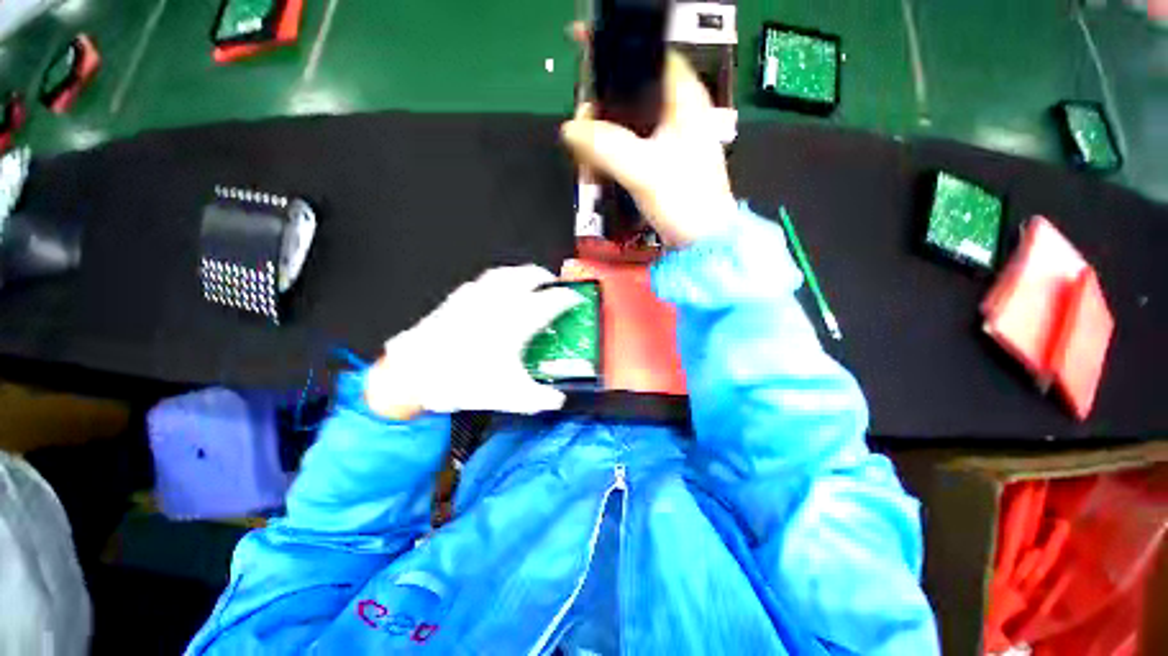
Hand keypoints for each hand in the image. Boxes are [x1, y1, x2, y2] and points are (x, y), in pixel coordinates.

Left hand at [365, 265, 584, 418]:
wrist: (416, 372)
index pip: (553, 300)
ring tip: (528, 280)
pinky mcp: (459, 297)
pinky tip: (496, 291)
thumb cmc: (466, 380)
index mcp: (519, 319)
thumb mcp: (511, 396)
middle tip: (554, 286)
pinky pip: (484, 280)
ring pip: (506, 272)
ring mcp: (478, 295)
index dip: (568, 298)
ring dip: (522, 273)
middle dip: (546, 278)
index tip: (576, 299)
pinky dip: (498, 280)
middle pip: (530, 276)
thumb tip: (558, 400)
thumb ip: (541, 399)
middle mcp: (501, 300)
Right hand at [561, 31, 736, 247]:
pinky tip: (597, 166)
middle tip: (580, 122)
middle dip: (602, 103)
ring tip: (584, 151)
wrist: (701, 243)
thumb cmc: (685, 202)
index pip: (650, 53)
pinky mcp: (660, 163)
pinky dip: (610, 152)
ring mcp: (669, 139)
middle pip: (632, 89)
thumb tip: (570, 130)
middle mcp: (678, 113)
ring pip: (627, 120)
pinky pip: (628, 146)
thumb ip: (606, 146)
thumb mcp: (645, 170)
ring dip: (602, 132)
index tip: (584, 50)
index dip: (617, 49)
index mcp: (684, 99)